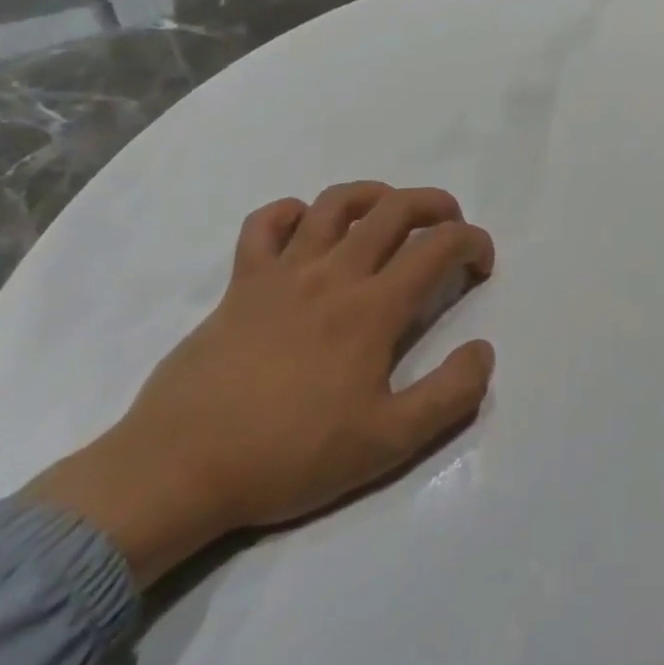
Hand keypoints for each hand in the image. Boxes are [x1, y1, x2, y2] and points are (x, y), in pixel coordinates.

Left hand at [25, 183, 495, 585]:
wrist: (180, 470)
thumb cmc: (290, 456)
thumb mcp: (387, 444)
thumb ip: (449, 396)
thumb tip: (483, 351)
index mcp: (373, 308)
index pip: (439, 247)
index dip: (472, 243)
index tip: (481, 264)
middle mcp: (333, 274)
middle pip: (394, 209)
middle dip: (434, 204)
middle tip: (449, 224)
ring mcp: (282, 272)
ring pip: (335, 203)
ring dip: (373, 195)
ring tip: (389, 212)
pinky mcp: (240, 284)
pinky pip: (264, 225)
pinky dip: (290, 213)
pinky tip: (305, 226)